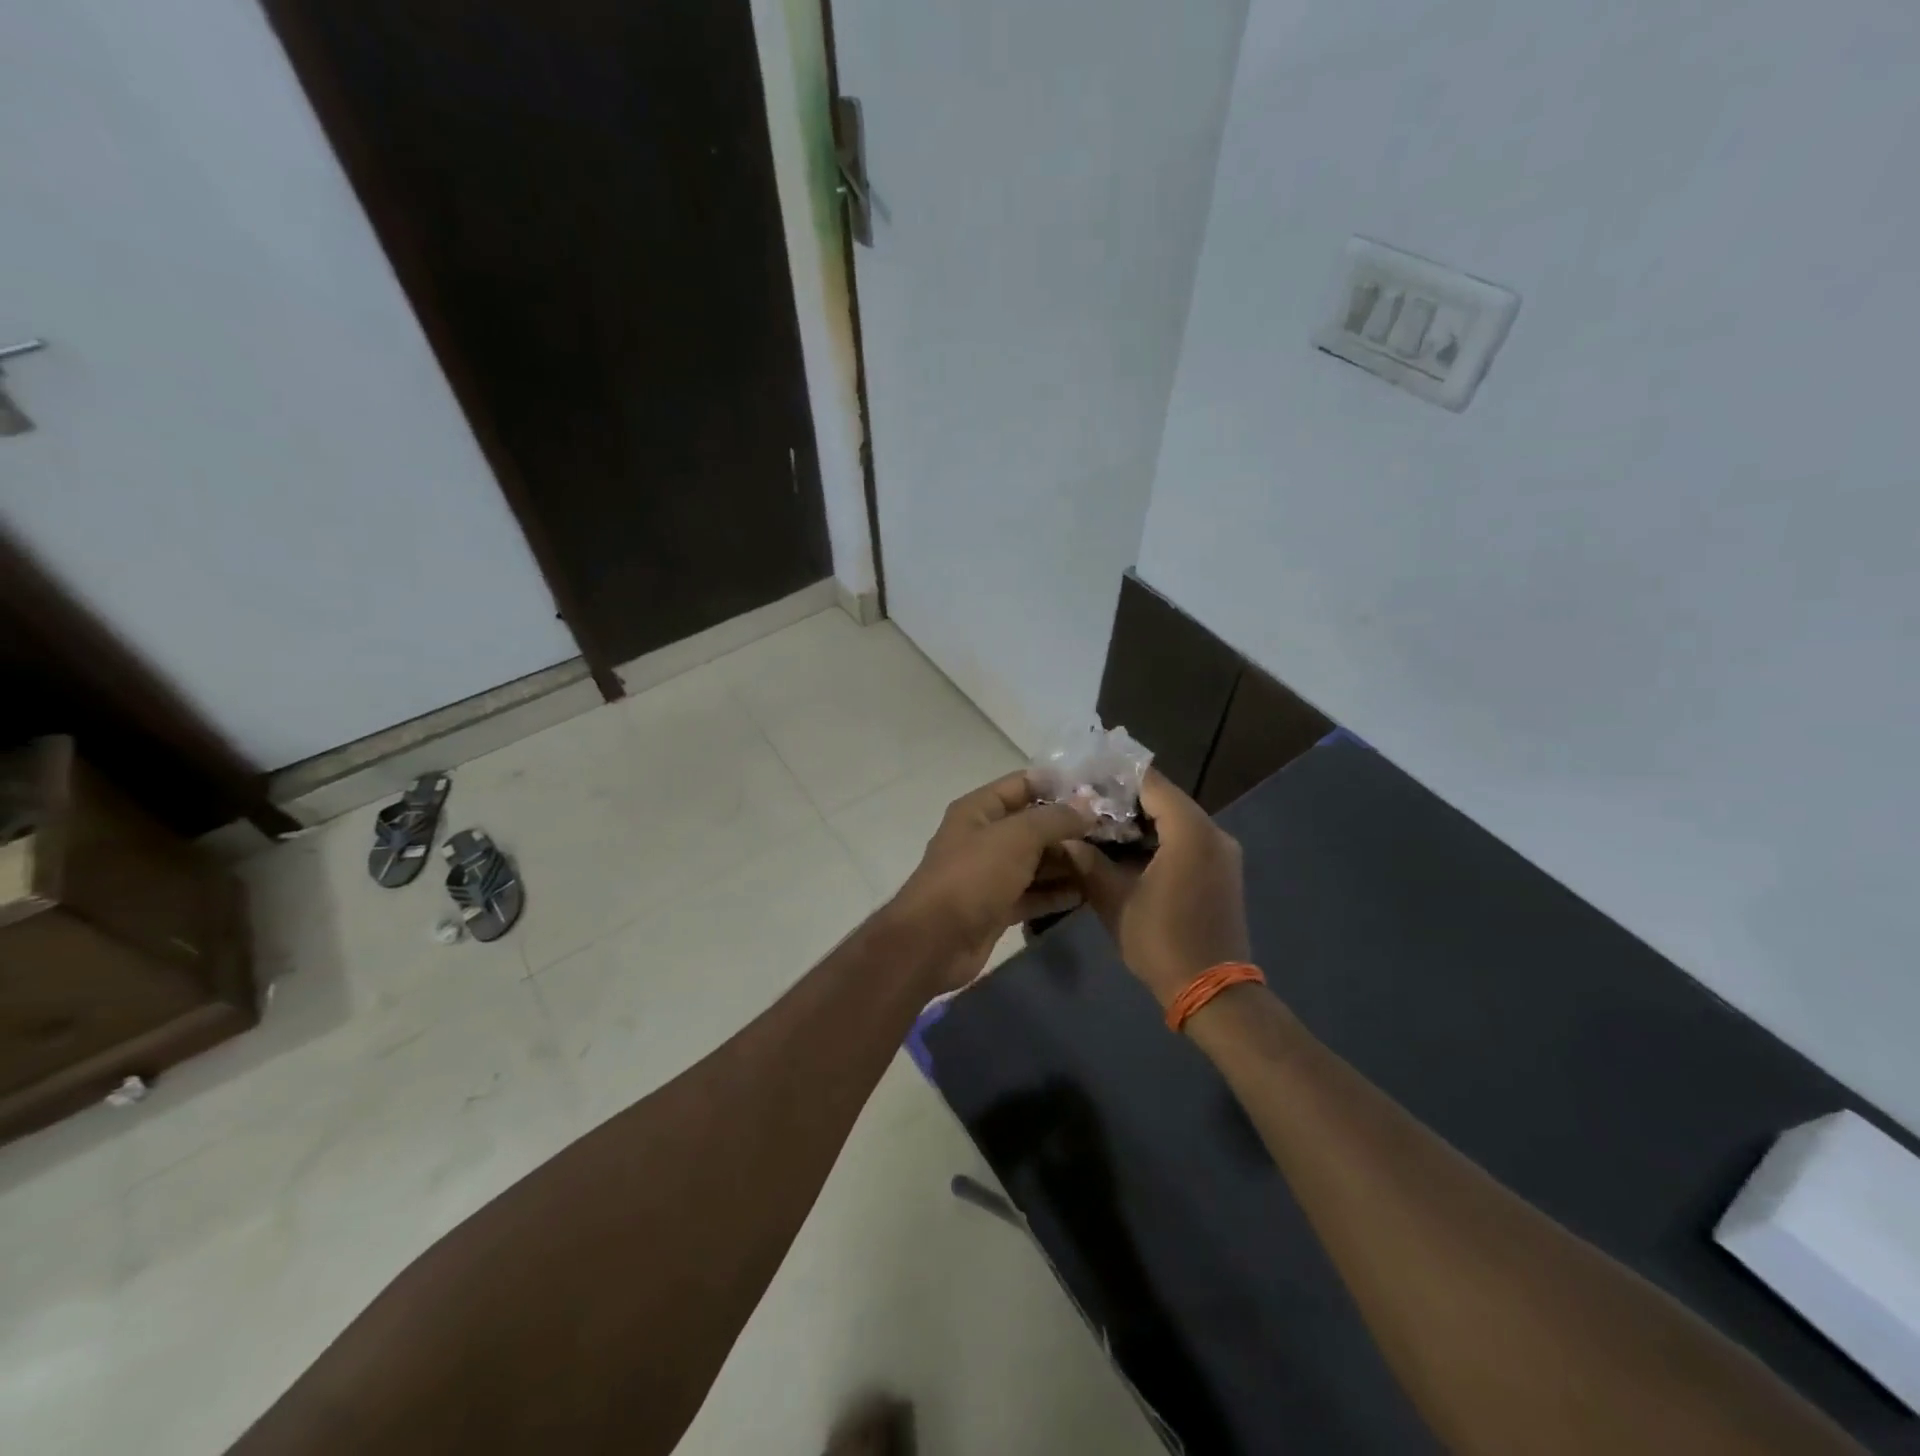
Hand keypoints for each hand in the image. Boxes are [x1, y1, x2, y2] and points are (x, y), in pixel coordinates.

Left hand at [887, 772, 1095, 993]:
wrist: (935, 941)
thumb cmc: (974, 876)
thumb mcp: (1017, 837)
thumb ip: (1054, 818)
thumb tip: (1087, 806)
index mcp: (979, 810)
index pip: (1023, 785)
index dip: (1058, 785)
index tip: (1099, 791)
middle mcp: (984, 837)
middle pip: (1033, 826)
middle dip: (1070, 829)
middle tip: (1114, 833)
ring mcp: (991, 874)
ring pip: (1036, 862)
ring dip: (1068, 863)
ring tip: (1108, 863)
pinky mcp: (998, 907)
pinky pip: (1033, 894)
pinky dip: (1057, 894)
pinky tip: (1088, 894)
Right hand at [1063, 770, 1250, 1007]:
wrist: (1211, 991)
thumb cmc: (1161, 941)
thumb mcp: (1114, 900)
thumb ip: (1089, 861)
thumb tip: (1065, 838)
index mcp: (1191, 832)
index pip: (1151, 783)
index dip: (1116, 777)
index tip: (1084, 778)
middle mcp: (1213, 833)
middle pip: (1165, 799)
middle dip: (1124, 799)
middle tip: (1084, 803)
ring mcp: (1222, 853)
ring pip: (1176, 820)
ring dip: (1141, 821)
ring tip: (1098, 825)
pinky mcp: (1221, 871)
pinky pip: (1187, 840)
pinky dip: (1158, 839)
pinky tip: (1126, 851)